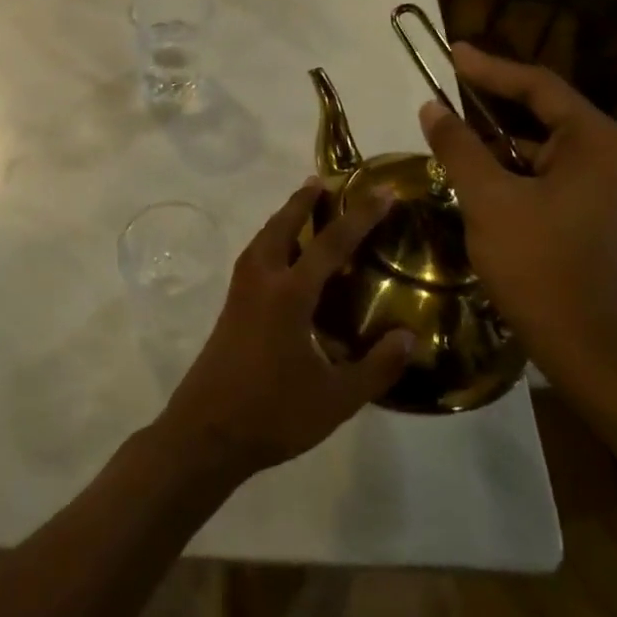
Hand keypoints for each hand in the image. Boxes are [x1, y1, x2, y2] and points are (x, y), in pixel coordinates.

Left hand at [154, 180, 413, 478]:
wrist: (206, 434)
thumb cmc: (273, 414)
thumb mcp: (336, 398)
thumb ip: (376, 367)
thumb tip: (411, 337)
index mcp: (289, 294)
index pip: (331, 242)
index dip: (360, 215)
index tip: (382, 191)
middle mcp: (261, 281)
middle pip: (282, 225)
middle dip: (304, 200)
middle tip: (325, 182)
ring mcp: (240, 293)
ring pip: (262, 239)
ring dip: (284, 218)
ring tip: (304, 209)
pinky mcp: (230, 308)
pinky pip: (253, 257)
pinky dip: (271, 241)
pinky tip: (282, 260)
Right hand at [418, 43, 616, 400]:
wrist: (581, 341)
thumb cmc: (537, 264)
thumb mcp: (488, 199)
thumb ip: (458, 147)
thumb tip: (431, 107)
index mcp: (595, 141)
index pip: (538, 86)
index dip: (490, 68)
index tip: (451, 52)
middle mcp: (606, 151)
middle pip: (542, 108)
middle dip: (492, 95)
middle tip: (448, 78)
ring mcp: (599, 180)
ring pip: (538, 140)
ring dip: (495, 131)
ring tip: (450, 119)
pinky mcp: (584, 204)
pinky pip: (540, 166)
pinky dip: (506, 160)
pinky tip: (471, 161)